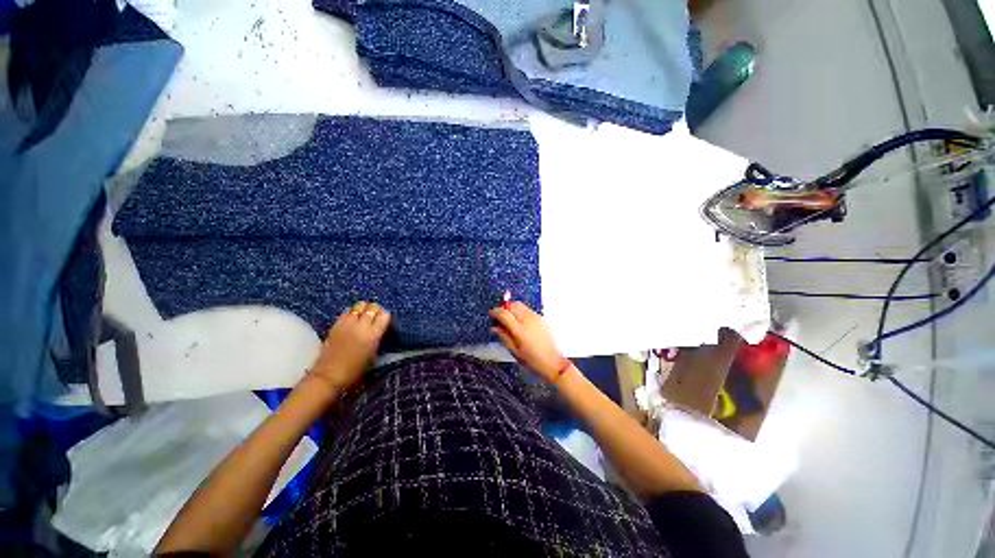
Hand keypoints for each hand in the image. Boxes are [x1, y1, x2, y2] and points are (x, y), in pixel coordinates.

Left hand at [310, 301, 390, 391]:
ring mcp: (348, 323)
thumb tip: (380, 328)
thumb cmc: (355, 370)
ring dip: (363, 309)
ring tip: (363, 316)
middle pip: (373, 307)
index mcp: (374, 334)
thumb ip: (377, 338)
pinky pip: (347, 311)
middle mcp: (362, 325)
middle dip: (376, 310)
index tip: (384, 321)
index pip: (385, 315)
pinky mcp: (336, 324)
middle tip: (375, 317)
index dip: (385, 316)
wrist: (330, 375)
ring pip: (360, 305)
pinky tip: (352, 319)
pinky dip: (351, 312)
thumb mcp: (373, 354)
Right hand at [490, 302, 567, 382]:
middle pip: (513, 305)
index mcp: (520, 330)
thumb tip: (494, 327)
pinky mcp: (541, 318)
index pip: (504, 313)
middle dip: (504, 308)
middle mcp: (528, 320)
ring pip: (520, 305)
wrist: (553, 362)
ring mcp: (536, 317)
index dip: (495, 312)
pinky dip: (520, 311)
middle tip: (499, 317)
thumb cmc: (532, 360)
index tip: (491, 314)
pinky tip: (519, 321)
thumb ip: (503, 336)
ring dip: (512, 308)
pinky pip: (527, 309)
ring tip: (509, 319)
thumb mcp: (514, 351)